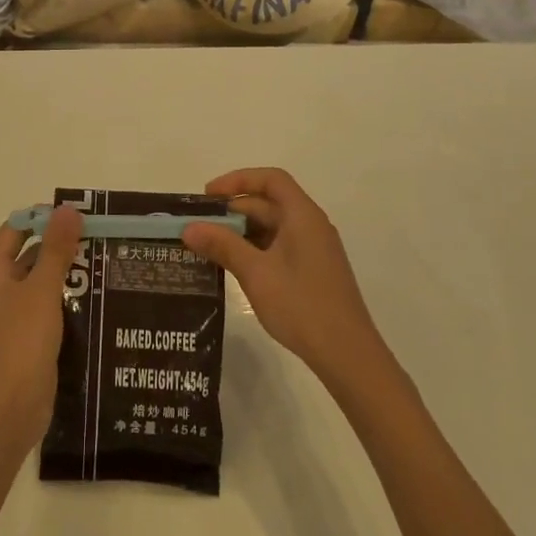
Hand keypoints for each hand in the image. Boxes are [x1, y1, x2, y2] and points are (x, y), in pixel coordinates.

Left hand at [0, 205, 80, 449]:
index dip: (42, 218)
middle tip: (99, 239)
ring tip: (105, 266)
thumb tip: (67, 209)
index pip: (16, 230)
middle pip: (30, 256)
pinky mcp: (29, 339)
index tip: (77, 216)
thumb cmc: (22, 341)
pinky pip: (49, 310)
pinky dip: (68, 302)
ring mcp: (13, 316)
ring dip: (68, 275)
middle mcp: (0, 290)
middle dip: (61, 246)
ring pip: (42, 284)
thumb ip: (56, 249)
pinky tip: (97, 301)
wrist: (11, 408)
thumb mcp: (42, 289)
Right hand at [182, 169, 390, 386]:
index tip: (208, 196)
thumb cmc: (301, 305)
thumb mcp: (255, 273)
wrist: (347, 355)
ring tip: (208, 246)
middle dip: (233, 210)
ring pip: (272, 227)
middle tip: (199, 226)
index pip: (271, 179)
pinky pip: (278, 247)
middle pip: (269, 203)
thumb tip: (188, 227)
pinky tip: (233, 266)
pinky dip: (254, 249)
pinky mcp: (312, 271)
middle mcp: (311, 226)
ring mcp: (313, 250)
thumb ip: (222, 245)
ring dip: (241, 232)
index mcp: (302, 216)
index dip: (238, 180)